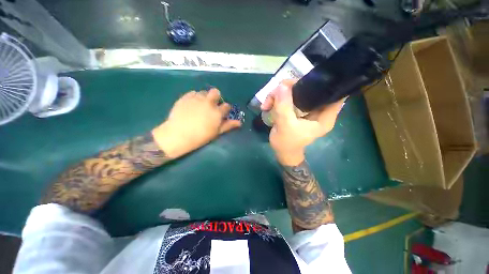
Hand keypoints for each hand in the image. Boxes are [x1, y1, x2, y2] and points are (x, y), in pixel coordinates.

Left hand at [152, 88, 241, 157]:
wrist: (178, 135)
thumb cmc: (200, 137)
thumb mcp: (216, 132)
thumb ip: (228, 125)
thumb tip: (239, 122)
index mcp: (217, 112)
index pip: (226, 106)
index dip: (225, 109)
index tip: (222, 113)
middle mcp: (208, 102)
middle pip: (216, 92)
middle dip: (216, 97)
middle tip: (212, 105)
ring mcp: (196, 98)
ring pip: (204, 92)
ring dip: (205, 97)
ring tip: (200, 105)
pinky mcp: (185, 97)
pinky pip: (193, 93)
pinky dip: (194, 97)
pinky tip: (192, 104)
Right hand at [261, 80, 345, 165]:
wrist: (281, 152)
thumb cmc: (287, 143)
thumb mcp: (285, 126)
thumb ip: (284, 107)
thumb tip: (281, 86)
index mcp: (324, 116)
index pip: (335, 93)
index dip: (326, 82)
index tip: (310, 77)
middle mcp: (317, 109)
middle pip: (310, 89)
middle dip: (291, 88)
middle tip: (275, 93)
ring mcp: (306, 108)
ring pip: (295, 92)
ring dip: (279, 94)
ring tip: (266, 104)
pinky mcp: (296, 109)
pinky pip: (288, 97)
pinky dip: (277, 99)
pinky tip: (267, 106)